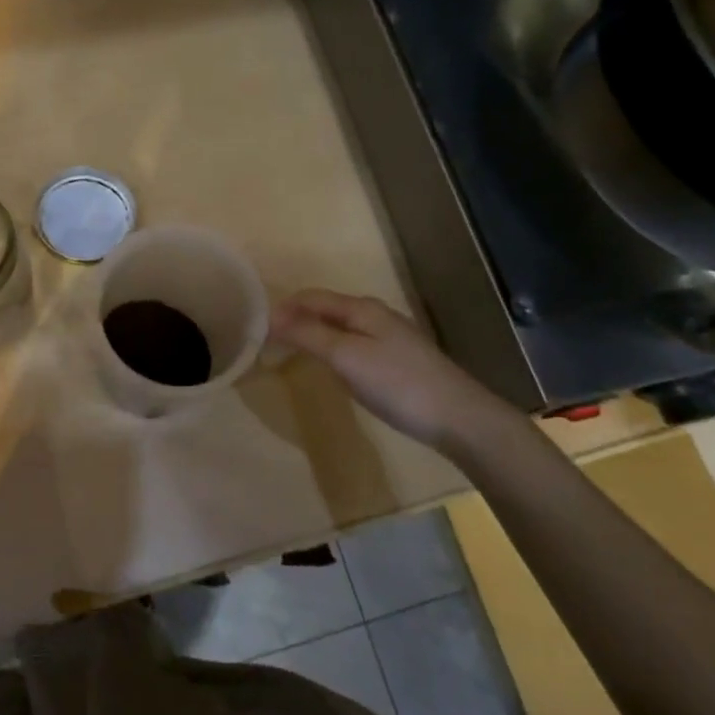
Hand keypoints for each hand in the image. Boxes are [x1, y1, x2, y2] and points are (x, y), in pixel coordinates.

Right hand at [271, 289, 521, 453]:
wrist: (459, 417)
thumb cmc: (397, 383)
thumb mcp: (346, 357)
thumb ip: (308, 335)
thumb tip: (271, 317)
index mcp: (361, 308)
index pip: (311, 297)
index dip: (282, 308)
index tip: (255, 329)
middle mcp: (374, 315)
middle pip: (325, 309)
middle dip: (295, 319)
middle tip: (268, 342)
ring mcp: (389, 337)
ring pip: (340, 327)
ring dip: (313, 333)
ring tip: (290, 352)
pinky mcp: (398, 360)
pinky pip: (353, 344)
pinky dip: (331, 348)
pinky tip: (330, 367)